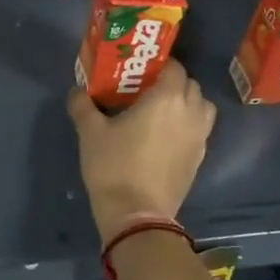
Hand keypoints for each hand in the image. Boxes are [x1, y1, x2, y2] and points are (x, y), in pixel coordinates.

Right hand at [67, 59, 216, 240]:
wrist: (136, 214)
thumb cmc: (114, 166)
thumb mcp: (90, 132)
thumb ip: (83, 105)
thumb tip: (77, 91)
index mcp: (167, 98)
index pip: (174, 67)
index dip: (159, 64)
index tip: (140, 70)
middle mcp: (190, 112)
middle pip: (190, 85)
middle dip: (173, 82)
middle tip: (147, 90)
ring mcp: (199, 138)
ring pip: (202, 108)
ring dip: (187, 103)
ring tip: (162, 112)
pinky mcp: (199, 159)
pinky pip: (200, 131)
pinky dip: (188, 126)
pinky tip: (165, 137)